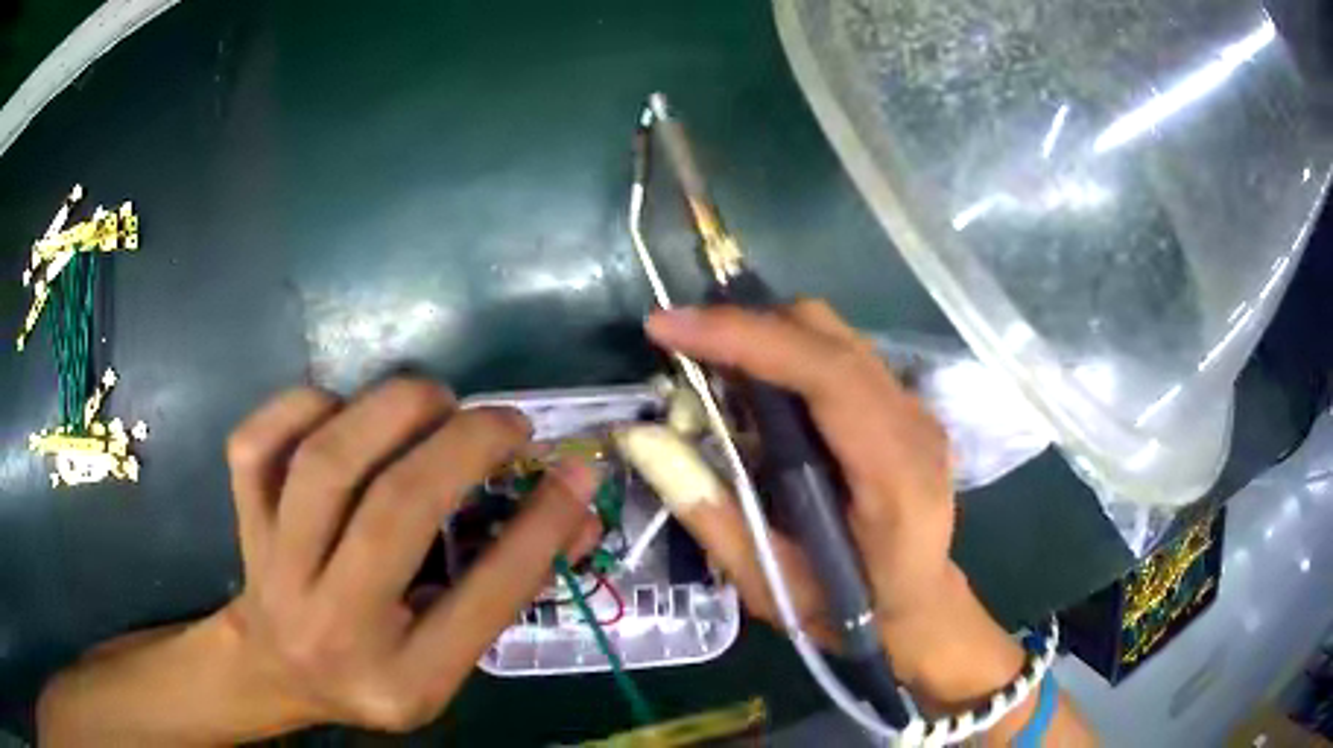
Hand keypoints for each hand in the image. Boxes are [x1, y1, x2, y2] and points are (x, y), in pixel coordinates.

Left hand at [220, 380, 599, 732]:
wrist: (276, 671)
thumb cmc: (374, 672)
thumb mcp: (448, 661)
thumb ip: (506, 590)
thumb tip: (575, 510)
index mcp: (404, 677)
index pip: (483, 599)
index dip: (539, 526)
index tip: (575, 471)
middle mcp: (334, 624)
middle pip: (393, 513)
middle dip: (462, 446)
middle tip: (504, 422)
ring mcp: (276, 567)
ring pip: (324, 463)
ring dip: (390, 410)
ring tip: (434, 401)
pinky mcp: (243, 519)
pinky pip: (259, 443)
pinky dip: (305, 405)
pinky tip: (343, 410)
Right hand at [645, 300, 1018, 697]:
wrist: (919, 608)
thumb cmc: (851, 611)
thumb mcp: (771, 585)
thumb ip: (710, 515)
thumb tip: (643, 440)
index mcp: (894, 474)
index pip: (827, 374)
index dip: (746, 338)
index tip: (667, 328)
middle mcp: (914, 425)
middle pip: (830, 336)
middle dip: (746, 327)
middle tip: (680, 346)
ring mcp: (915, 409)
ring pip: (834, 336)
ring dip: (765, 336)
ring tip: (708, 364)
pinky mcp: (904, 407)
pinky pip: (840, 356)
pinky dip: (788, 355)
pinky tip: (755, 388)